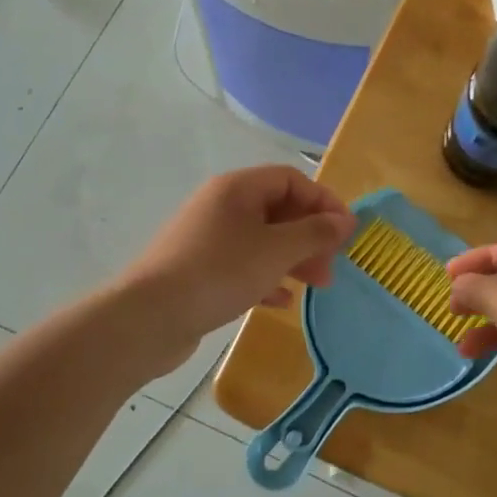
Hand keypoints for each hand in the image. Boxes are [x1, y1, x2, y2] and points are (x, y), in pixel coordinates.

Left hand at [117, 166, 355, 376]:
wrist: (150, 317)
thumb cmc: (220, 273)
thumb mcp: (276, 251)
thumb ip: (315, 233)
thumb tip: (344, 220)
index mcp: (238, 189)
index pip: (292, 180)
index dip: (324, 202)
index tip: (346, 233)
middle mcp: (222, 206)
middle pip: (279, 210)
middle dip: (310, 236)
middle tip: (332, 266)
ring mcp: (208, 239)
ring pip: (263, 240)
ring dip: (293, 259)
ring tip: (316, 286)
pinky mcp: (200, 270)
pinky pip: (244, 265)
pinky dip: (267, 278)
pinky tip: (282, 302)